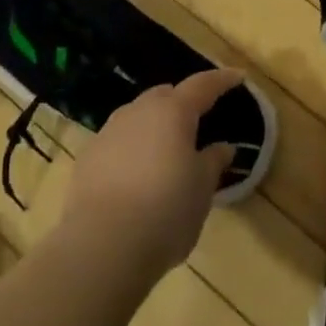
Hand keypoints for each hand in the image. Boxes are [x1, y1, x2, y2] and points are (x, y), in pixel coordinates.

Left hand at [61, 68, 242, 275]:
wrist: (101, 248)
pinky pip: (117, 142)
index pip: (203, 85)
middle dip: (182, 102)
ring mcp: (109, 133)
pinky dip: (131, 148)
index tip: (237, 77)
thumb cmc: (165, 211)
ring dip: (154, 125)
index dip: (222, 80)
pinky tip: (135, 175)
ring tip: (165, 150)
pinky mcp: (87, 159)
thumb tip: (223, 148)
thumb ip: (214, 162)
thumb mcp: (202, 189)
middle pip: (165, 95)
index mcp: (173, 111)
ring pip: (137, 116)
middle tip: (197, 120)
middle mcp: (139, 111)